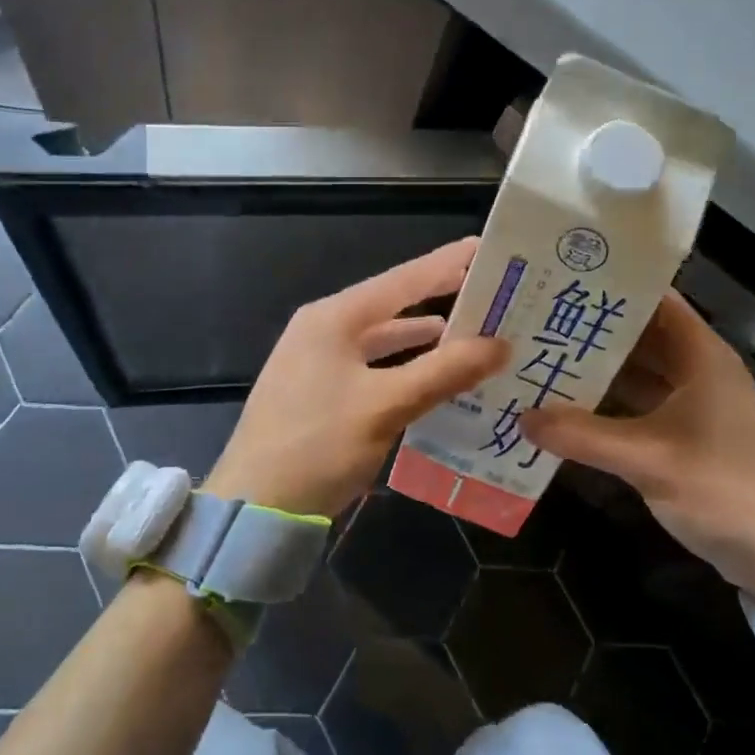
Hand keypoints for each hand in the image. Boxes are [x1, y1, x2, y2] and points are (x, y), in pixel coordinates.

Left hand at [206, 238, 508, 519]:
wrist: (254, 506)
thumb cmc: (317, 446)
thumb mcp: (385, 406)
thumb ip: (443, 371)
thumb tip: (500, 343)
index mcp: (334, 318)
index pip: (403, 280)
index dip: (448, 263)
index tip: (489, 248)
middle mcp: (323, 329)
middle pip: (393, 305)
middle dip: (442, 299)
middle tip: (493, 292)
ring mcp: (317, 361)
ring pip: (382, 339)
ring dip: (425, 337)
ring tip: (474, 332)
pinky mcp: (319, 391)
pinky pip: (372, 366)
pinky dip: (404, 366)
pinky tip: (432, 375)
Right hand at [521, 290, 754, 605]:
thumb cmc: (722, 490)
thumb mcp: (646, 459)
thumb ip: (581, 435)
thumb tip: (522, 416)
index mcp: (702, 357)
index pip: (655, 301)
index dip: (611, 287)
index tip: (561, 280)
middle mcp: (698, 371)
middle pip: (640, 336)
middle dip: (591, 329)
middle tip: (536, 319)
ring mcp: (693, 404)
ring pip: (637, 372)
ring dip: (596, 368)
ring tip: (541, 356)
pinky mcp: (686, 435)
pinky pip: (638, 405)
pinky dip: (607, 403)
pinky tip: (567, 406)